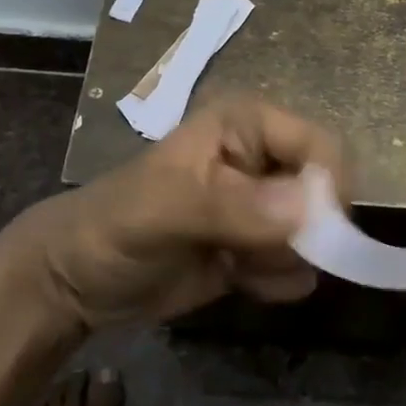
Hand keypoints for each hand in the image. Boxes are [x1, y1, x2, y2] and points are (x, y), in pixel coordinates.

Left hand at [0, 95, 345, 331]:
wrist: (77, 280)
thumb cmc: (114, 225)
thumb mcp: (166, 209)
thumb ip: (236, 206)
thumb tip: (313, 209)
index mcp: (247, 124)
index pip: (320, 146)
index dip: (328, 189)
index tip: (315, 235)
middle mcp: (265, 157)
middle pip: (327, 192)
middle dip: (304, 233)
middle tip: (258, 255)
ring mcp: (266, 204)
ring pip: (317, 234)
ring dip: (285, 260)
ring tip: (235, 265)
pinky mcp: (261, 246)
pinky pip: (299, 265)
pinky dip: (276, 280)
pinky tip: (235, 280)